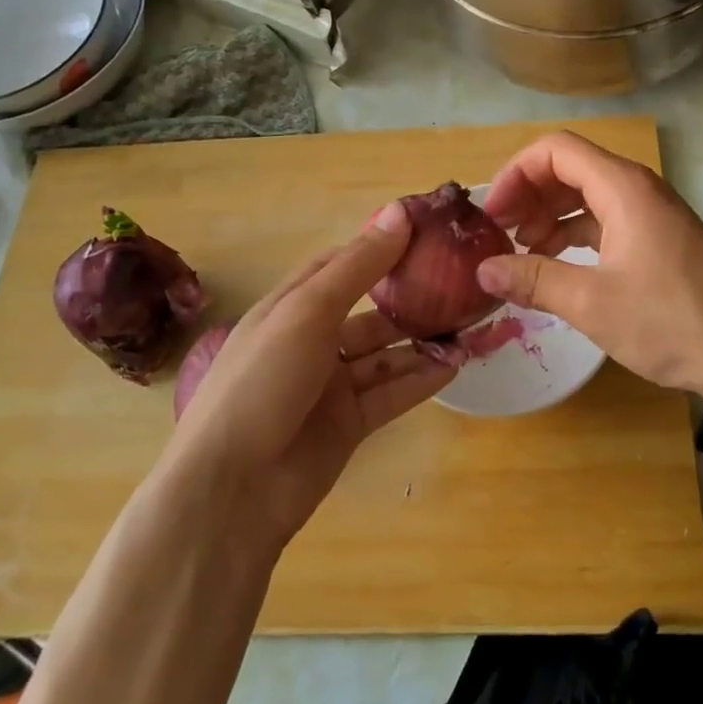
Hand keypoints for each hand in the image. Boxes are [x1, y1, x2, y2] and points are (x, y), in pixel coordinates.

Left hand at [166, 203, 455, 545]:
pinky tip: (455, 364)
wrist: (233, 490)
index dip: (380, 247)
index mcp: (291, 307)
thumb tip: (402, 213)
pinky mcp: (349, 424)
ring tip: (469, 325)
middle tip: (460, 281)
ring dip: (422, 341)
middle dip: (409, 297)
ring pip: (385, 353)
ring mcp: (331, 385)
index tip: (427, 232)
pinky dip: (421, 379)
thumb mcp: (307, 312)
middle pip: (369, 310)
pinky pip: (392, 392)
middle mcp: (311, 340)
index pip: (341, 265)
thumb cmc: (262, 382)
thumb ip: (358, 266)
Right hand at [476, 132, 702, 402]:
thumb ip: (534, 280)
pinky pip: (607, 221)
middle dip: (529, 195)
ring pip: (588, 196)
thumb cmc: (672, 321)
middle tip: (500, 235)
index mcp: (623, 188)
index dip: (516, 174)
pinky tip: (558, 266)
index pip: (556, 150)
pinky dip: (576, 235)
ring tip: (522, 253)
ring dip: (550, 217)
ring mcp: (653, 215)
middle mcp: (638, 190)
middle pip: (570, 169)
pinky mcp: (661, 240)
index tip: (492, 214)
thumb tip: (482, 271)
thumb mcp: (592, 303)